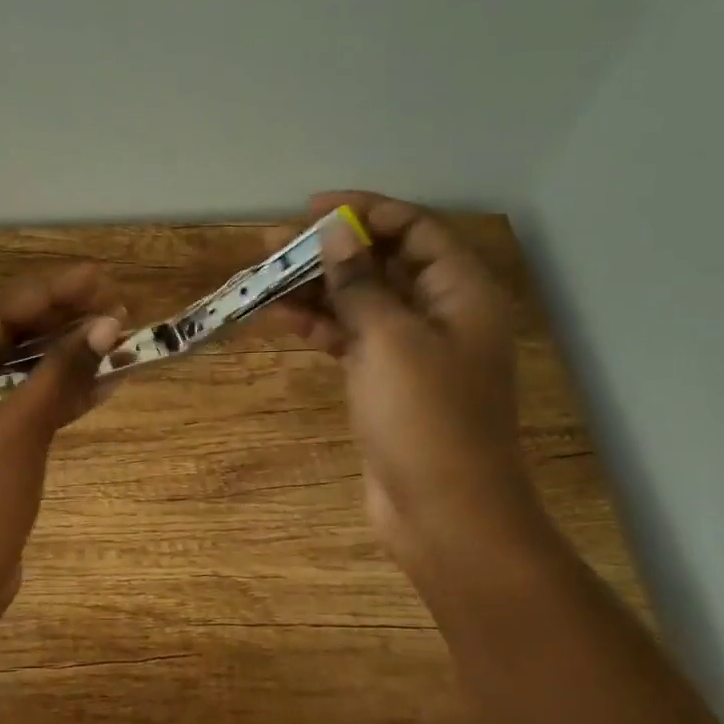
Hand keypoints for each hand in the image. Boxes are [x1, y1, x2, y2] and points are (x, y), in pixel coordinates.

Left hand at [0, 265, 125, 638]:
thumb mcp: (22, 429)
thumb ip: (63, 371)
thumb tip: (109, 323)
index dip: (50, 292)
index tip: (99, 276)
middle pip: (6, 338)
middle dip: (61, 322)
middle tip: (115, 301)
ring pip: (18, 371)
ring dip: (65, 357)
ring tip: (117, 333)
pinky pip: (21, 404)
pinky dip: (57, 394)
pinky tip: (104, 380)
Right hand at [266, 192, 544, 573]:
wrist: (444, 514)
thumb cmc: (427, 419)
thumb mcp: (391, 340)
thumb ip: (360, 283)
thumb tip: (335, 235)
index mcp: (462, 293)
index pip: (415, 229)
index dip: (364, 212)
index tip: (311, 210)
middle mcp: (441, 313)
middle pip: (381, 264)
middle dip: (327, 250)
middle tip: (271, 245)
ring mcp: (412, 350)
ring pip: (359, 302)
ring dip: (313, 289)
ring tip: (261, 279)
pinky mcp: (385, 381)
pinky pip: (348, 338)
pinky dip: (316, 326)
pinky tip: (277, 318)